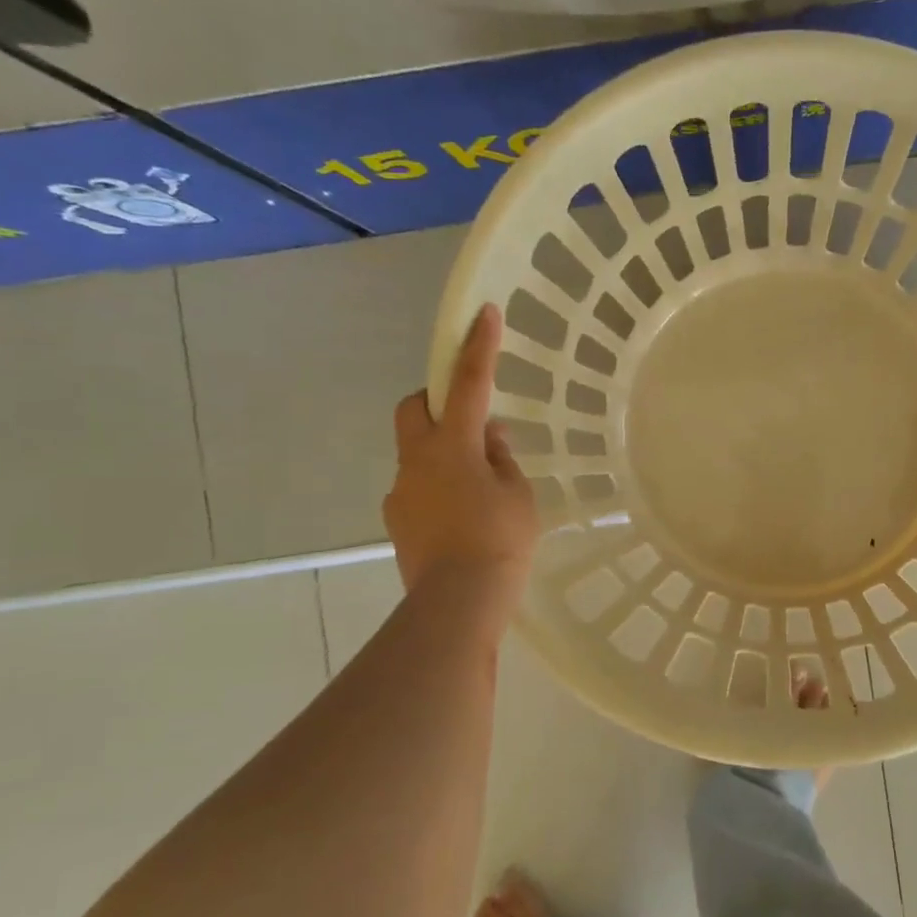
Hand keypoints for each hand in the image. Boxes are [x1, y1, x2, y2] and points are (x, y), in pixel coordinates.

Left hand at [384, 304, 537, 621]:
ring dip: (444, 453)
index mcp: (454, 446)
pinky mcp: (398, 521)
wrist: (458, 602)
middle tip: (470, 418)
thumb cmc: (499, 541)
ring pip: (416, 452)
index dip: (478, 347)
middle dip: (437, 401)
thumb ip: (502, 460)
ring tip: (480, 487)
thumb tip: (490, 440)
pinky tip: (464, 517)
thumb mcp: (517, 494)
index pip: (469, 384)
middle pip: (414, 409)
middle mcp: (417, 460)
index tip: (483, 314)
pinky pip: (418, 488)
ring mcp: (401, 492)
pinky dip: (439, 488)